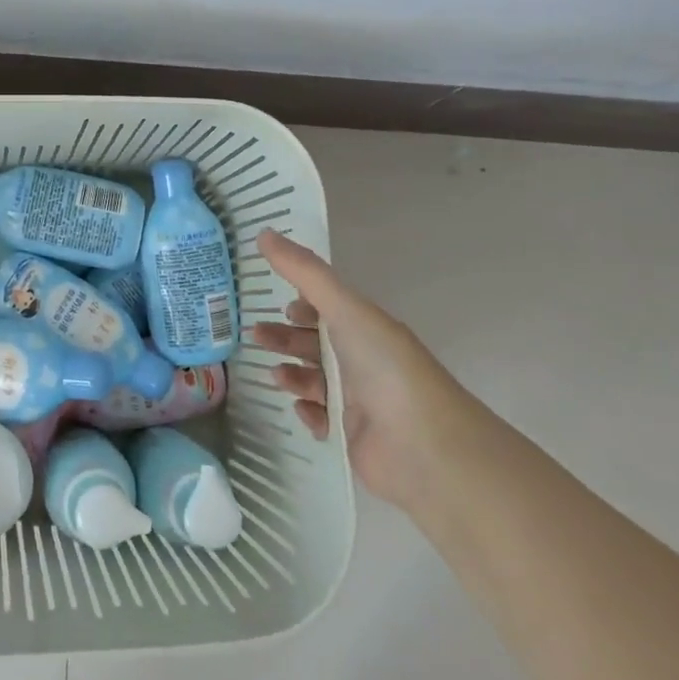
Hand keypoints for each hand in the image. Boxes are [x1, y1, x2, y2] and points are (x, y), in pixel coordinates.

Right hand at [249, 230, 475, 510]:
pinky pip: (320, 419)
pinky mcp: (352, 436)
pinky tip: (300, 408)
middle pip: (315, 343)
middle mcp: (363, 360)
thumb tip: (263, 232)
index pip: (328, 308)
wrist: (423, 447)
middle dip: (284, 337)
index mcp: (366, 327)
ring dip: (291, 373)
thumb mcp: (344, 309)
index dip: (301, 302)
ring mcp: (359, 400)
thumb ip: (303, 272)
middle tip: (254, 336)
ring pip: (314, 380)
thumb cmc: (384, 367)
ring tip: (274, 375)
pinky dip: (307, 412)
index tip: (271, 299)